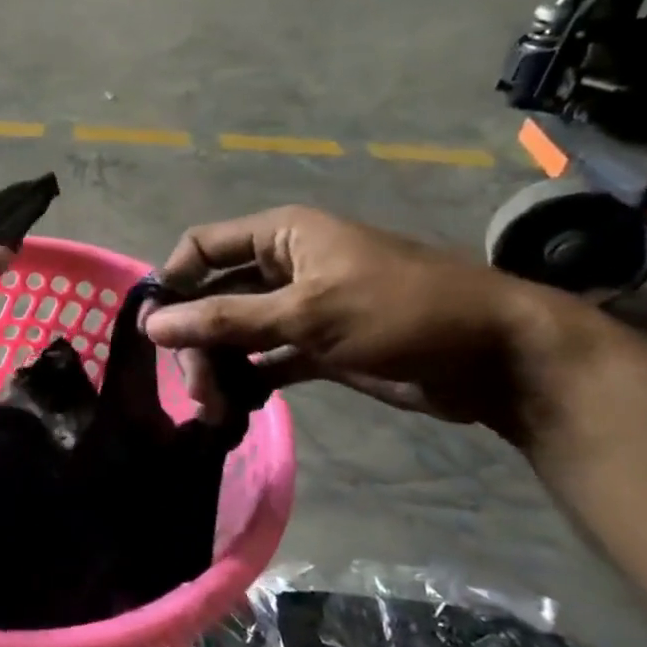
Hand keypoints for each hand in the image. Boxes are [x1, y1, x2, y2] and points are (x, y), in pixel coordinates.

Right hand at [143, 207, 601, 433]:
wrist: (494, 355)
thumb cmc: (399, 312)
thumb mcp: (307, 313)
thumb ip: (226, 319)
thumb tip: (152, 324)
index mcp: (280, 237)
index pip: (203, 247)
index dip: (173, 282)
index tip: (155, 329)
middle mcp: (284, 267)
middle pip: (214, 297)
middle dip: (198, 340)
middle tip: (197, 390)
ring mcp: (300, 309)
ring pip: (236, 333)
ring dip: (220, 367)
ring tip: (216, 409)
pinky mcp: (317, 347)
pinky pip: (264, 360)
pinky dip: (249, 381)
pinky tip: (237, 409)